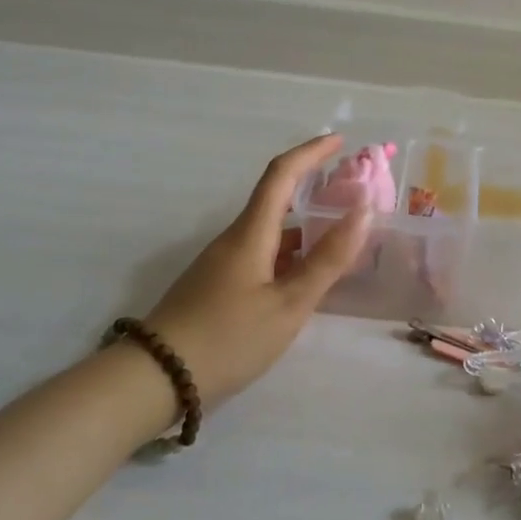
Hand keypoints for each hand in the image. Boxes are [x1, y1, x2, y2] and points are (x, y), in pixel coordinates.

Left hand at [144, 134, 370, 408]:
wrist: (157, 378)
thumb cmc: (229, 338)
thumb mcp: (289, 304)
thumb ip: (328, 260)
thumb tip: (363, 212)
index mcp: (250, 234)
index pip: (281, 175)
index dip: (311, 153)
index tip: (340, 141)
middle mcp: (234, 239)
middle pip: (276, 200)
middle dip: (314, 190)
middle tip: (352, 195)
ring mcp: (223, 263)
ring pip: (270, 232)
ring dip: (304, 227)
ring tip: (341, 237)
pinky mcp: (218, 286)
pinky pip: (262, 255)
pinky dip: (291, 253)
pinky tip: (307, 276)